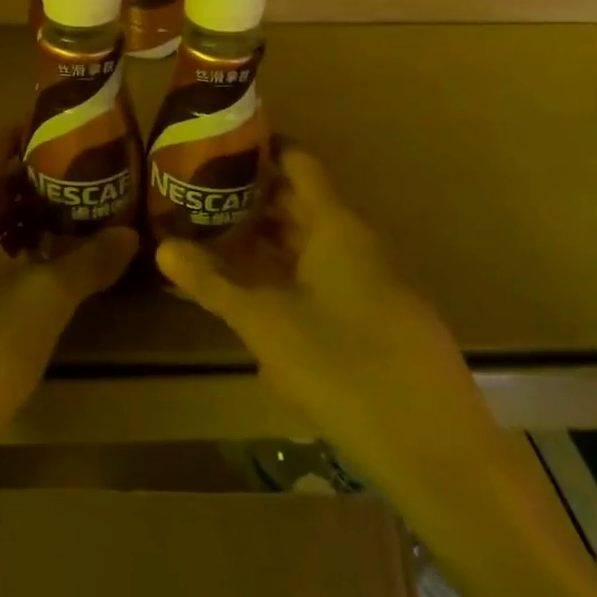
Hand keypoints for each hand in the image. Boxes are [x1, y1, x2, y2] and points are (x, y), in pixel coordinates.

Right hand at [156, 146, 504, 517]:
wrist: (435, 451)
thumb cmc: (343, 369)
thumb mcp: (265, 324)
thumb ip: (213, 284)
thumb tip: (162, 247)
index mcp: (336, 227)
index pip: (298, 163)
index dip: (261, 149)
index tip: (217, 146)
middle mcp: (357, 244)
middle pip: (301, 204)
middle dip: (252, 200)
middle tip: (199, 197)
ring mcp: (371, 282)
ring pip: (311, 246)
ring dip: (267, 242)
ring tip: (215, 240)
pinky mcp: (377, 319)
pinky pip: (324, 279)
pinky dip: (288, 276)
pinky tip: (256, 296)